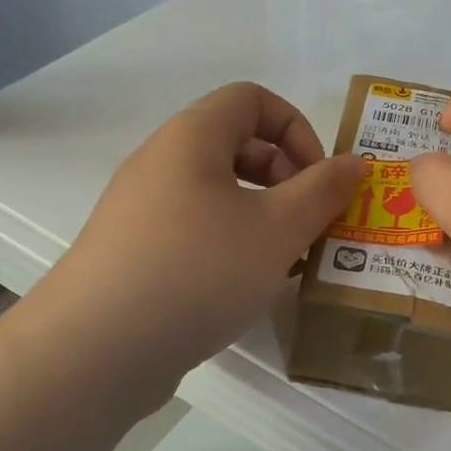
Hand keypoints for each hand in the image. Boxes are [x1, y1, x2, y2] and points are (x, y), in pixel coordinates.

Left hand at [37, 82, 363, 399]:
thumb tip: (354, 163)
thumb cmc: (198, 271)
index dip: (298, 129)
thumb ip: (323, 190)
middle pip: (238, 145)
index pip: (253, 99)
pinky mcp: (135, 253)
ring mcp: (142, 210)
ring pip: (220, 194)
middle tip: (311, 225)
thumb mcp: (278, 229)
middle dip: (287, 178)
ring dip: (264, 217)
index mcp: (192, 138)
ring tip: (288, 262)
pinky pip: (196, 230)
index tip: (319, 180)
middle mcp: (162, 162)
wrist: (95, 350)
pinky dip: (232, 245)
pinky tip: (247, 288)